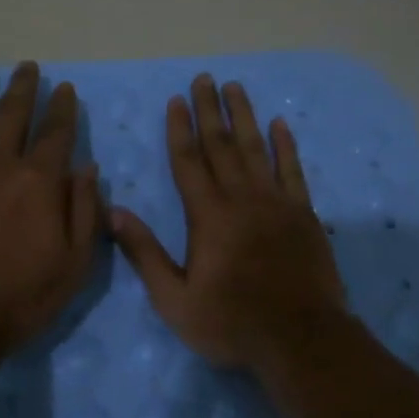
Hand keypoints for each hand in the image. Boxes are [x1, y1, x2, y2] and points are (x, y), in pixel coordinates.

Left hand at [0, 51, 101, 352]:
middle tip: (28, 65)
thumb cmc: (21, 298)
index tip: (64, 87)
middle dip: (23, 87)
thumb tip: (88, 168)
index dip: (62, 108)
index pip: (56, 133)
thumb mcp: (75, 264)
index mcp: (38, 182)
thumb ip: (84, 212)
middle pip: (11, 115)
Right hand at [111, 74, 345, 371]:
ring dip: (244, 116)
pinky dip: (286, 146)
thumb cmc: (231, 323)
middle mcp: (241, 199)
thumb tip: (114, 212)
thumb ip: (145, 253)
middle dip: (210, 110)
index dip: (180, 129)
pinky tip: (280, 125)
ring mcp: (277, 203)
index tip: (176, 99)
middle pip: (221, 145)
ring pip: (256, 149)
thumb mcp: (175, 300)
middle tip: (205, 78)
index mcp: (208, 216)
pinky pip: (293, 170)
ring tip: (236, 87)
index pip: (189, 161)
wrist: (300, 338)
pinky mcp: (304, 214)